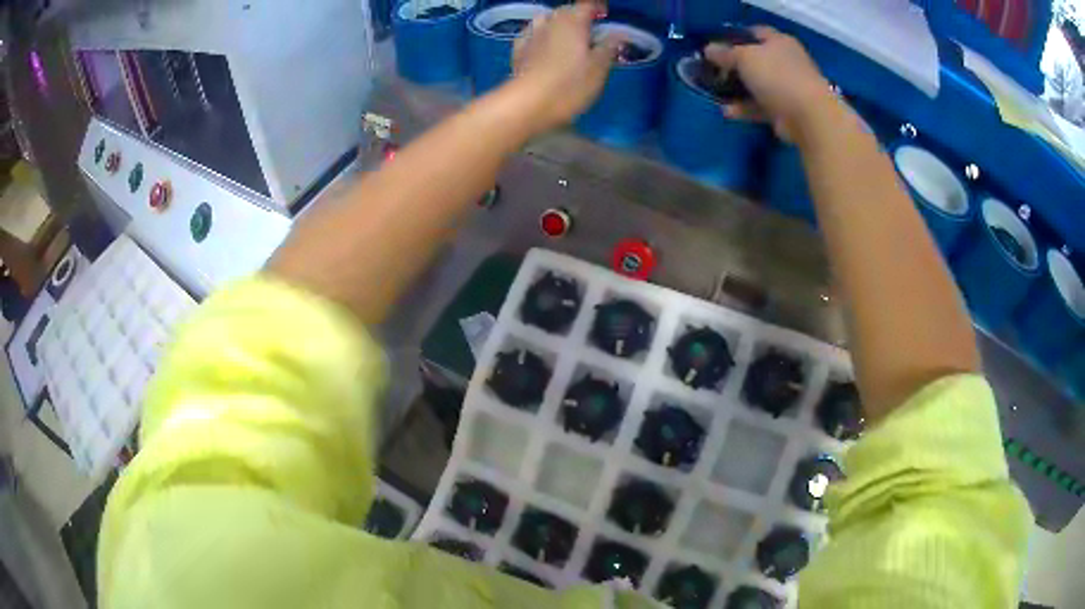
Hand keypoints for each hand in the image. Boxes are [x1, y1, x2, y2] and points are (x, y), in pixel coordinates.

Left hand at [510, 2, 619, 131]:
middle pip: (565, 10)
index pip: (587, 5)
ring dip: (556, 22)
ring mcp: (531, 35)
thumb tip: (618, 33)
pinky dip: (539, 34)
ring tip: (565, 35)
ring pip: (545, 19)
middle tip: (589, 30)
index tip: (605, 16)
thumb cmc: (570, 85)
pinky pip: (529, 34)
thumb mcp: (599, 68)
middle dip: (578, 15)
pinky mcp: (518, 50)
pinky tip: (541, 44)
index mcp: (573, 22)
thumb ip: (609, 47)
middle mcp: (550, 22)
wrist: (528, 103)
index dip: (597, 8)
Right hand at [705, 27, 834, 140]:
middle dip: (735, 64)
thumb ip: (725, 53)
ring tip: (716, 92)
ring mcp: (788, 87)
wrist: (808, 117)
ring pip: (758, 85)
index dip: (736, 36)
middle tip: (713, 69)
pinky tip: (727, 112)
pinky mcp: (787, 111)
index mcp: (780, 42)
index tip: (717, 44)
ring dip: (738, 89)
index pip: (756, 33)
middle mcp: (787, 62)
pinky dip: (745, 109)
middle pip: (757, 59)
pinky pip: (761, 107)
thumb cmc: (776, 76)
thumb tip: (708, 49)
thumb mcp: (744, 57)